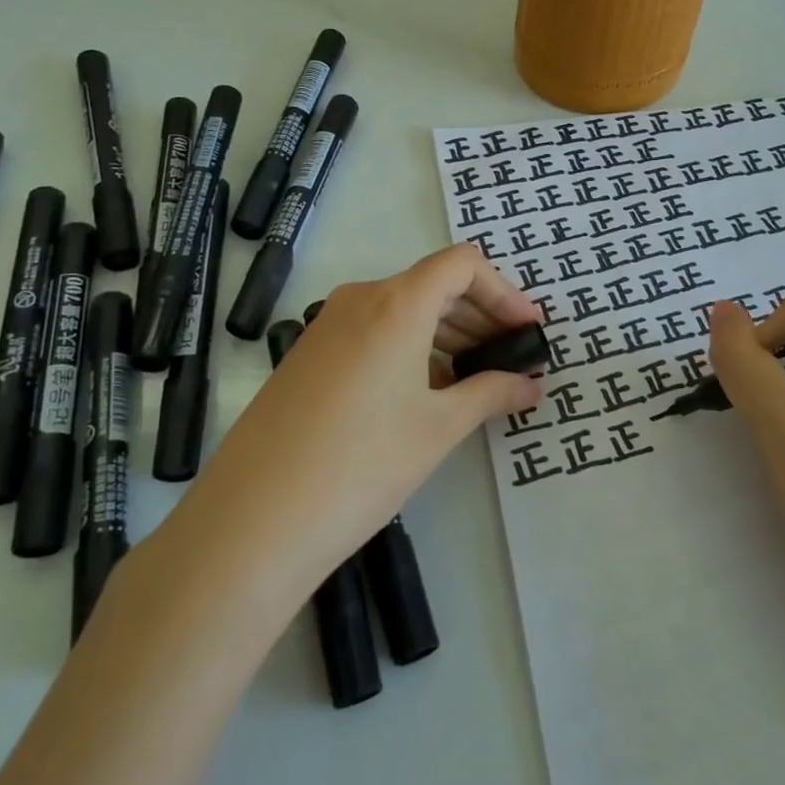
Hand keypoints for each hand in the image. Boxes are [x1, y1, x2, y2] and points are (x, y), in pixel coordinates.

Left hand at [171, 244, 543, 607]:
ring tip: (475, 379)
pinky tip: (425, 393)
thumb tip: (531, 385)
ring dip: (446, 333)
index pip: (462, 265)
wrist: (253, 520)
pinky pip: (372, 332)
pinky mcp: (308, 355)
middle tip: (511, 357)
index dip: (503, 292)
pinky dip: (410, 348)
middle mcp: (359, 299)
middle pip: (433, 284)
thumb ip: (492, 394)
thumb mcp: (438, 428)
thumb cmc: (362, 464)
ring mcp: (327, 326)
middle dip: (480, 314)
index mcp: (396, 302)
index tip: (527, 331)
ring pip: (401, 309)